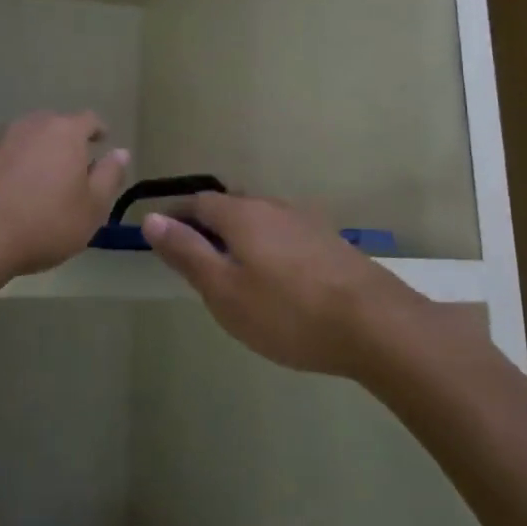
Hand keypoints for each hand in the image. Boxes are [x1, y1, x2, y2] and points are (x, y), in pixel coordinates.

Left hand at [0, 111, 129, 284]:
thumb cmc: (44, 223)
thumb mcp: (92, 208)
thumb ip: (110, 176)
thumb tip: (120, 152)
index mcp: (65, 132)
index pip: (89, 120)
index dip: (98, 131)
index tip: (102, 143)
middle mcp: (31, 125)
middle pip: (55, 125)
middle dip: (66, 142)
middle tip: (73, 168)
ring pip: (27, 139)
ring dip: (37, 154)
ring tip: (41, 182)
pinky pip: (3, 156)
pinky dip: (13, 168)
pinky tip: (12, 194)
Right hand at [141, 192, 419, 375]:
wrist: (374, 324)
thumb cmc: (287, 311)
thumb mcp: (225, 290)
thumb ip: (187, 252)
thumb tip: (151, 218)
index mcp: (241, 214)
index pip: (197, 201)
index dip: (176, 216)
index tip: (162, 239)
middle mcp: (273, 206)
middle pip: (230, 207)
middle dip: (208, 227)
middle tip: (196, 262)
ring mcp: (306, 221)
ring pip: (260, 220)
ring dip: (240, 238)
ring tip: (234, 273)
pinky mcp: (329, 241)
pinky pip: (285, 235)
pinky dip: (269, 249)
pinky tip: (277, 279)